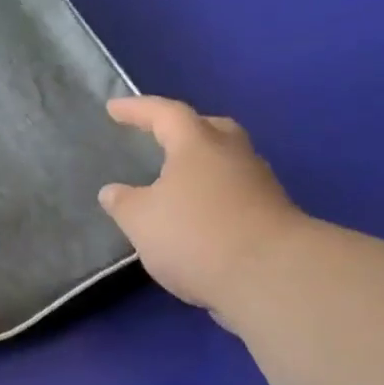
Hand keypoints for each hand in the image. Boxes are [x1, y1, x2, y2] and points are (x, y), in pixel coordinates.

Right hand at [98, 96, 303, 328]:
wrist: (269, 276)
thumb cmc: (194, 235)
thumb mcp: (141, 221)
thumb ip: (123, 203)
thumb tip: (112, 191)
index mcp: (198, 145)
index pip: (165, 114)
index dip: (138, 109)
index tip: (113, 108)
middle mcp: (233, 155)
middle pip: (209, 129)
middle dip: (183, 131)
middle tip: (160, 138)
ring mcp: (258, 184)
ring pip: (226, 162)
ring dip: (201, 167)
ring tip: (175, 184)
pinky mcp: (271, 215)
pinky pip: (234, 193)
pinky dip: (213, 198)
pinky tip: (196, 218)